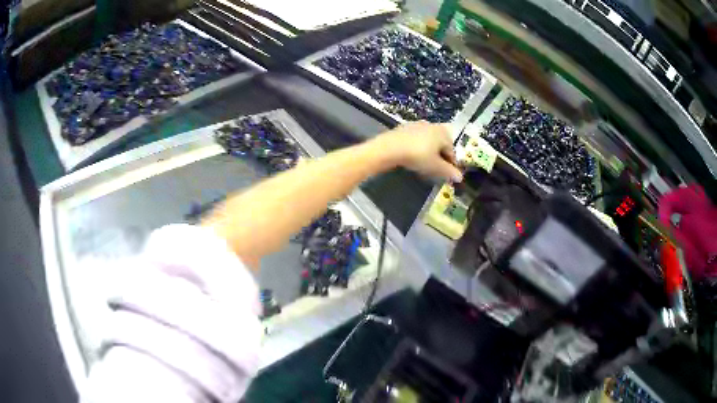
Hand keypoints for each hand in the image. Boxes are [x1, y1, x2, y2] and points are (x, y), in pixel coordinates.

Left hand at [373, 121, 462, 181]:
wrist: (390, 147)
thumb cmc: (418, 156)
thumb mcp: (435, 166)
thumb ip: (448, 172)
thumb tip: (460, 177)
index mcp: (443, 133)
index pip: (451, 151)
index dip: (450, 164)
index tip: (446, 175)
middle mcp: (433, 125)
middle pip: (440, 145)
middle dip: (439, 157)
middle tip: (434, 170)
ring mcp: (418, 125)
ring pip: (428, 142)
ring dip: (428, 153)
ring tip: (423, 165)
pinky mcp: (405, 128)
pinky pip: (416, 140)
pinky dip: (417, 148)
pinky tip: (411, 158)